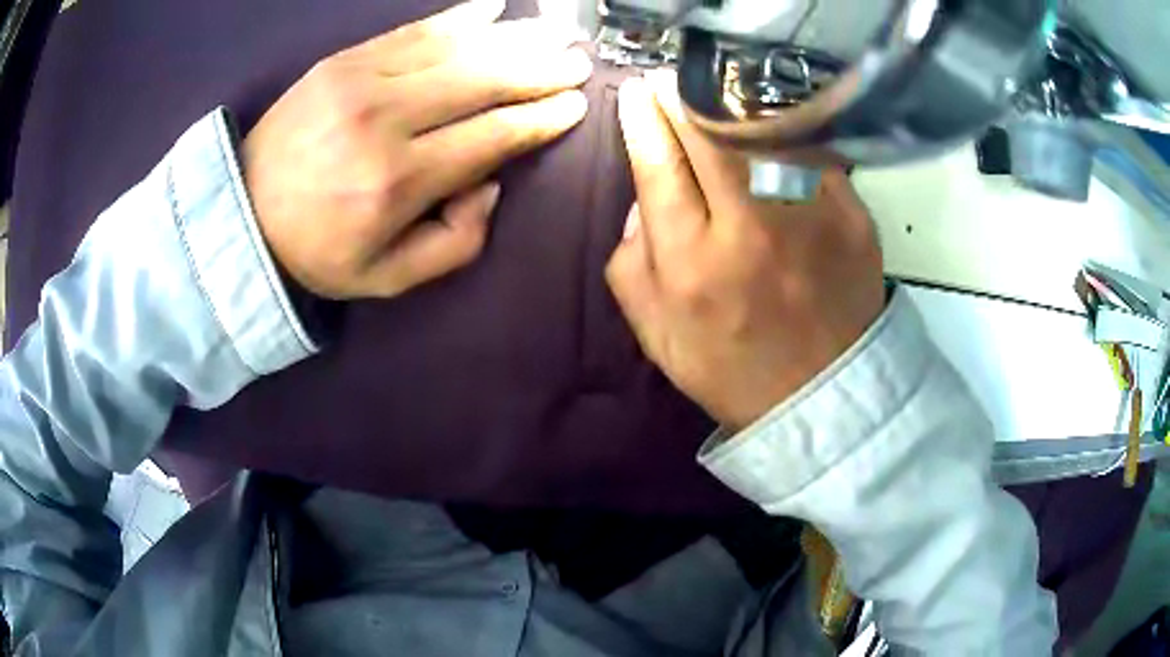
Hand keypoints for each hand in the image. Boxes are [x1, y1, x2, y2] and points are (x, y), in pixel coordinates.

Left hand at [243, 0, 591, 298]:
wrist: (243, 214)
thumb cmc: (318, 250)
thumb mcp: (389, 278)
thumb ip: (456, 243)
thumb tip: (492, 183)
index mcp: (400, 181)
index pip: (492, 135)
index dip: (541, 117)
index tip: (576, 105)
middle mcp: (386, 121)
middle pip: (482, 81)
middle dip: (540, 69)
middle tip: (579, 61)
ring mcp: (361, 81)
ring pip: (456, 48)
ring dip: (514, 37)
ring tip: (555, 31)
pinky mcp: (343, 61)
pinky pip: (413, 30)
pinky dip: (459, 16)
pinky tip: (494, 6)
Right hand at [606, 76, 884, 428]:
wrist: (822, 395)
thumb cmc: (731, 367)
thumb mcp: (656, 332)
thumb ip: (630, 262)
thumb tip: (640, 198)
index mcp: (693, 262)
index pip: (659, 165)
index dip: (641, 120)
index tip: (635, 95)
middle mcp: (750, 229)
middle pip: (709, 134)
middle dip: (680, 96)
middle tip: (670, 83)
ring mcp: (809, 218)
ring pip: (764, 131)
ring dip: (730, 102)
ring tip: (714, 95)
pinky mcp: (852, 216)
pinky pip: (812, 152)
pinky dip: (785, 130)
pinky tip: (770, 126)